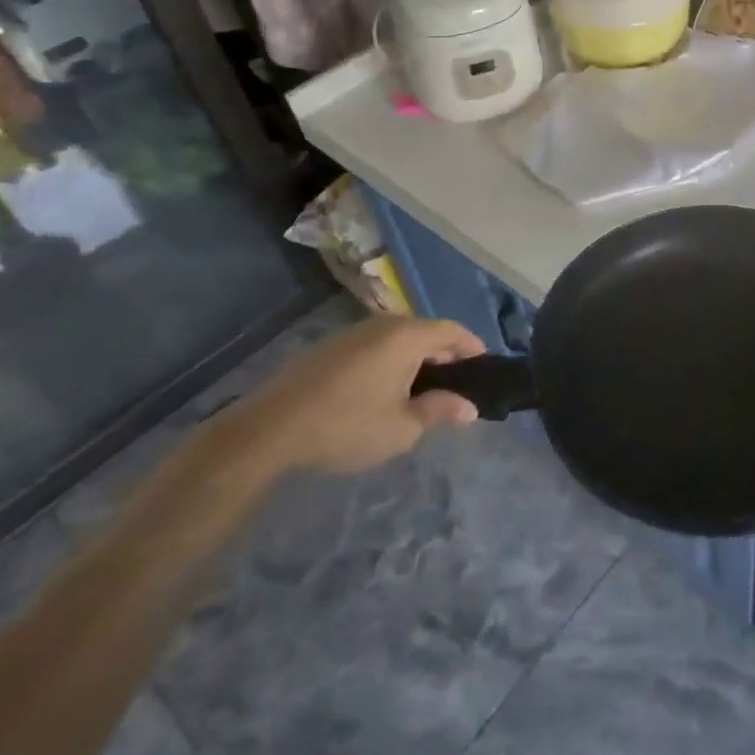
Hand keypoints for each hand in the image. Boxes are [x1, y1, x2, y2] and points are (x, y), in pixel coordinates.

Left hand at [230, 316, 482, 475]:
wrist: (270, 430)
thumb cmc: (347, 425)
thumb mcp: (403, 427)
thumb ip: (440, 411)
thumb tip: (469, 408)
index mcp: (408, 336)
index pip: (454, 331)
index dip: (473, 348)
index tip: (485, 369)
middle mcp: (384, 324)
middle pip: (427, 331)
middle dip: (446, 355)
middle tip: (456, 386)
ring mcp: (354, 333)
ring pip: (400, 339)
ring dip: (417, 359)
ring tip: (422, 391)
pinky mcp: (331, 347)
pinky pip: (376, 346)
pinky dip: (391, 361)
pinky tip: (385, 390)